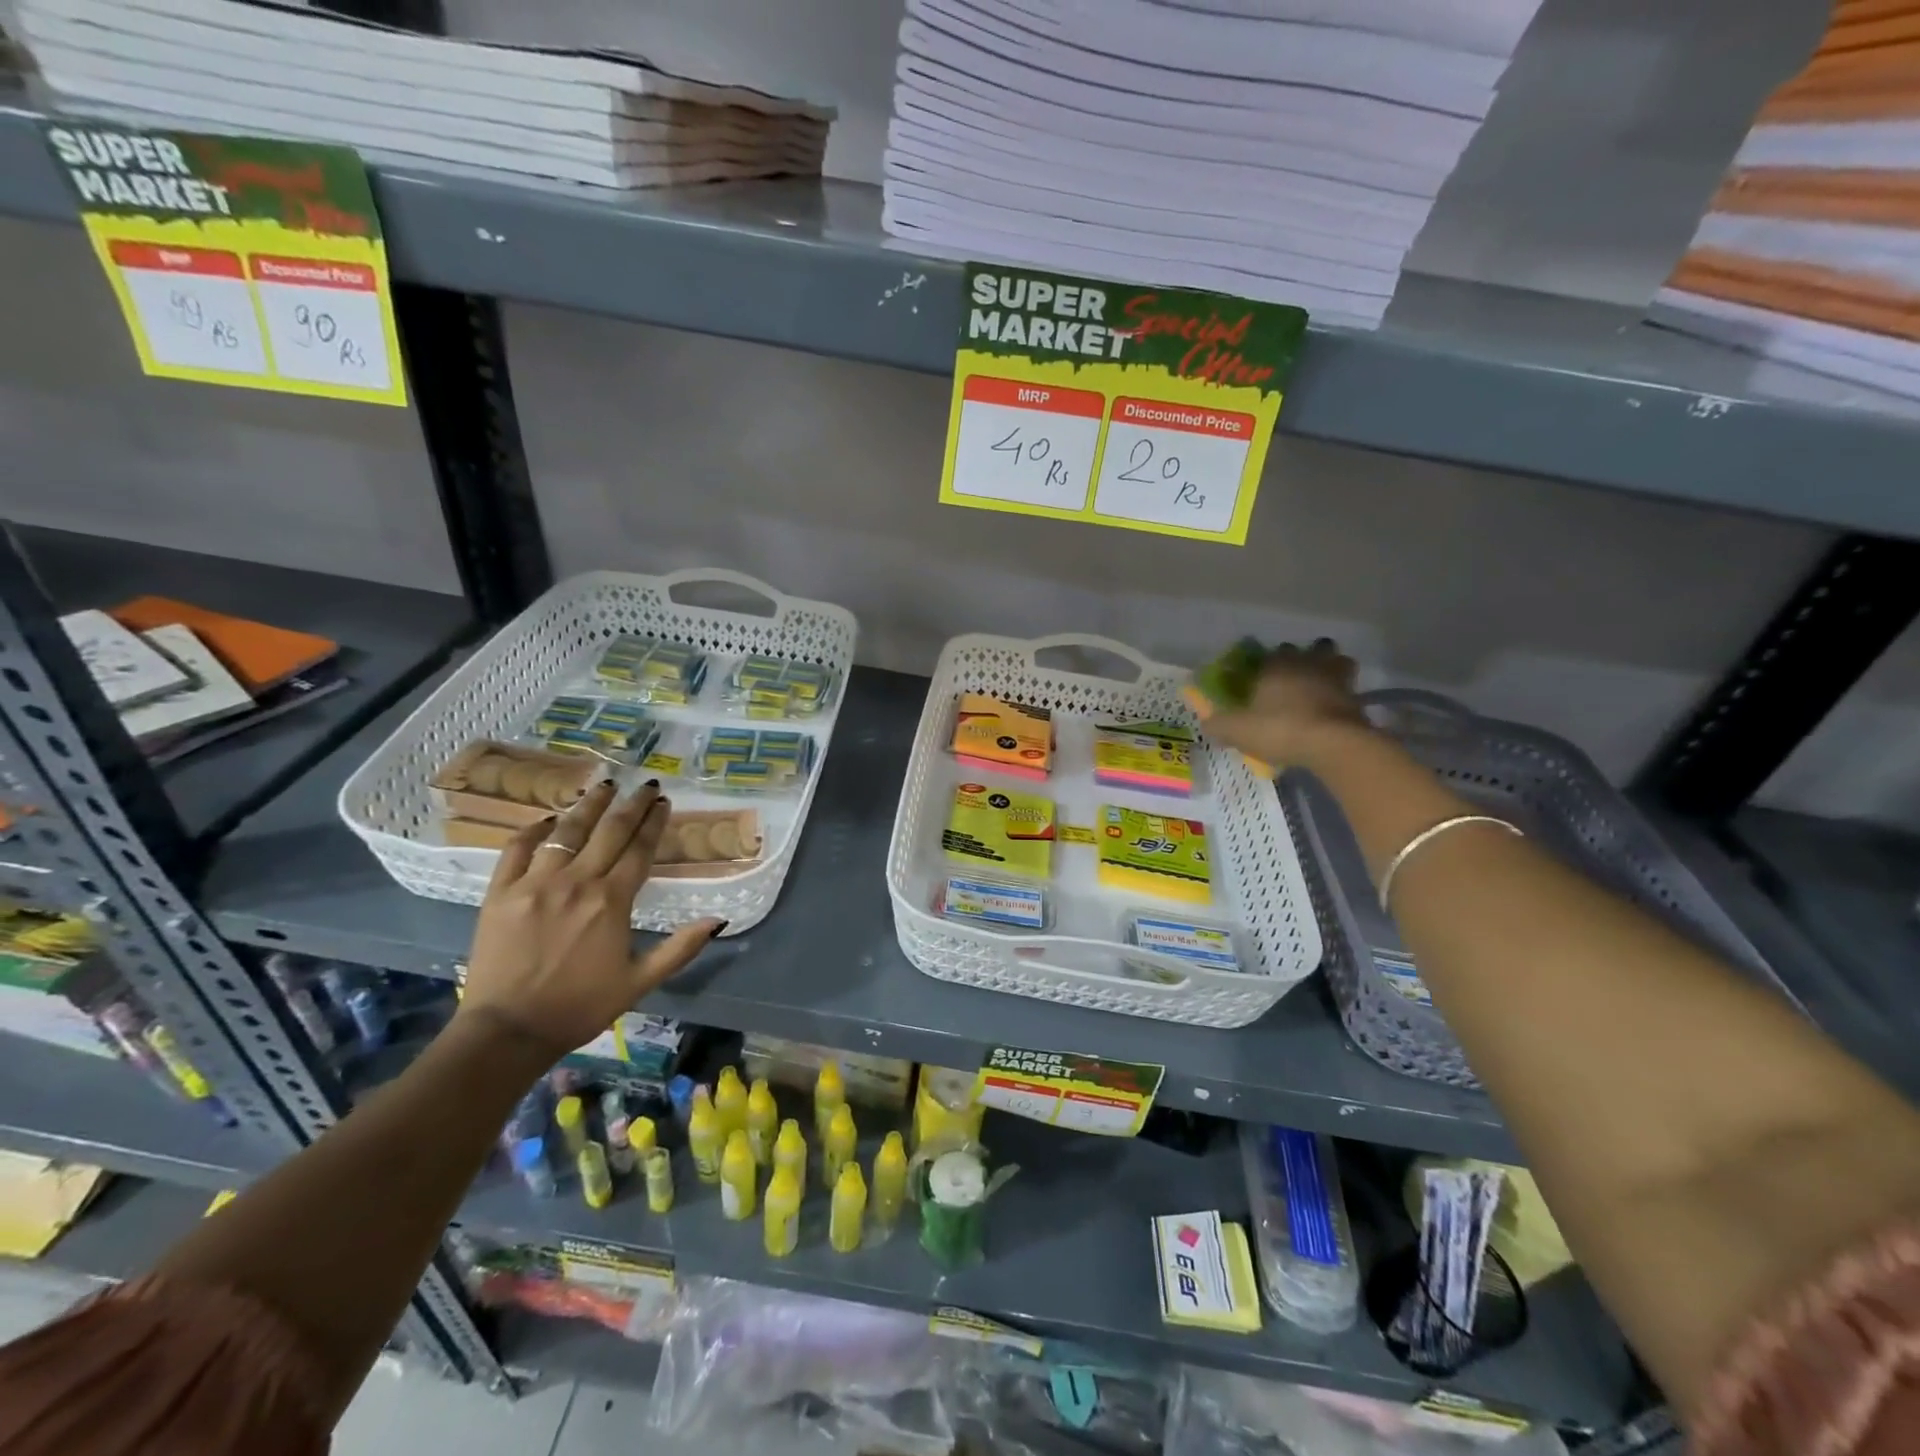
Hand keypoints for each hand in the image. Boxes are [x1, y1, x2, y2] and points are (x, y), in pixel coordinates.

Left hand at [456, 779, 722, 1062]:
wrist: (508, 1031)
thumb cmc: (580, 1006)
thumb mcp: (640, 982)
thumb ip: (680, 948)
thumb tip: (719, 920)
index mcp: (612, 901)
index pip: (640, 849)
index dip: (654, 823)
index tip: (664, 803)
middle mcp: (576, 882)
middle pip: (609, 831)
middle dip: (631, 804)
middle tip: (645, 785)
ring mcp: (535, 883)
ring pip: (566, 831)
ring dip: (589, 805)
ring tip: (604, 785)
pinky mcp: (500, 893)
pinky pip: (517, 849)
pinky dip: (534, 830)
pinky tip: (549, 820)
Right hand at [1205, 639, 1367, 768]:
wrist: (1332, 744)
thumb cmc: (1279, 729)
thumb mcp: (1237, 731)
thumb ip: (1219, 724)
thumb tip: (1207, 721)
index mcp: (1277, 665)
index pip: (1274, 651)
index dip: (1269, 662)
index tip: (1264, 676)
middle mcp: (1308, 664)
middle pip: (1314, 648)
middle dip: (1307, 658)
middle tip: (1297, 677)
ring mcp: (1337, 679)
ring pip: (1339, 661)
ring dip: (1332, 669)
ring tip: (1322, 686)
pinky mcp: (1358, 699)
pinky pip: (1351, 689)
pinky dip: (1344, 696)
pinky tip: (1334, 710)